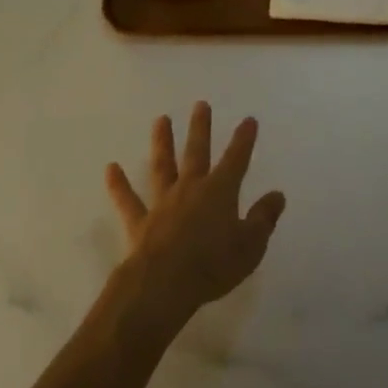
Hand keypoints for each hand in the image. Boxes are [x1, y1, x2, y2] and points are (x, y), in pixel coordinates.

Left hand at [105, 103, 285, 334]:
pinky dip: (119, 185)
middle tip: (200, 104)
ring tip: (161, 119)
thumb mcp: (250, 246)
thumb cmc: (213, 265)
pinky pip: (128, 200)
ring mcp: (163, 202)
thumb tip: (277, 195)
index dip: (244, 139)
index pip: (236, 159)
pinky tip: (110, 169)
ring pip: (163, 166)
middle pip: (197, 152)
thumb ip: (263, 218)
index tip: (248, 119)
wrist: (165, 284)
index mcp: (220, 192)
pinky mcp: (140, 222)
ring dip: (162, 142)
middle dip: (200, 128)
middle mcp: (191, 188)